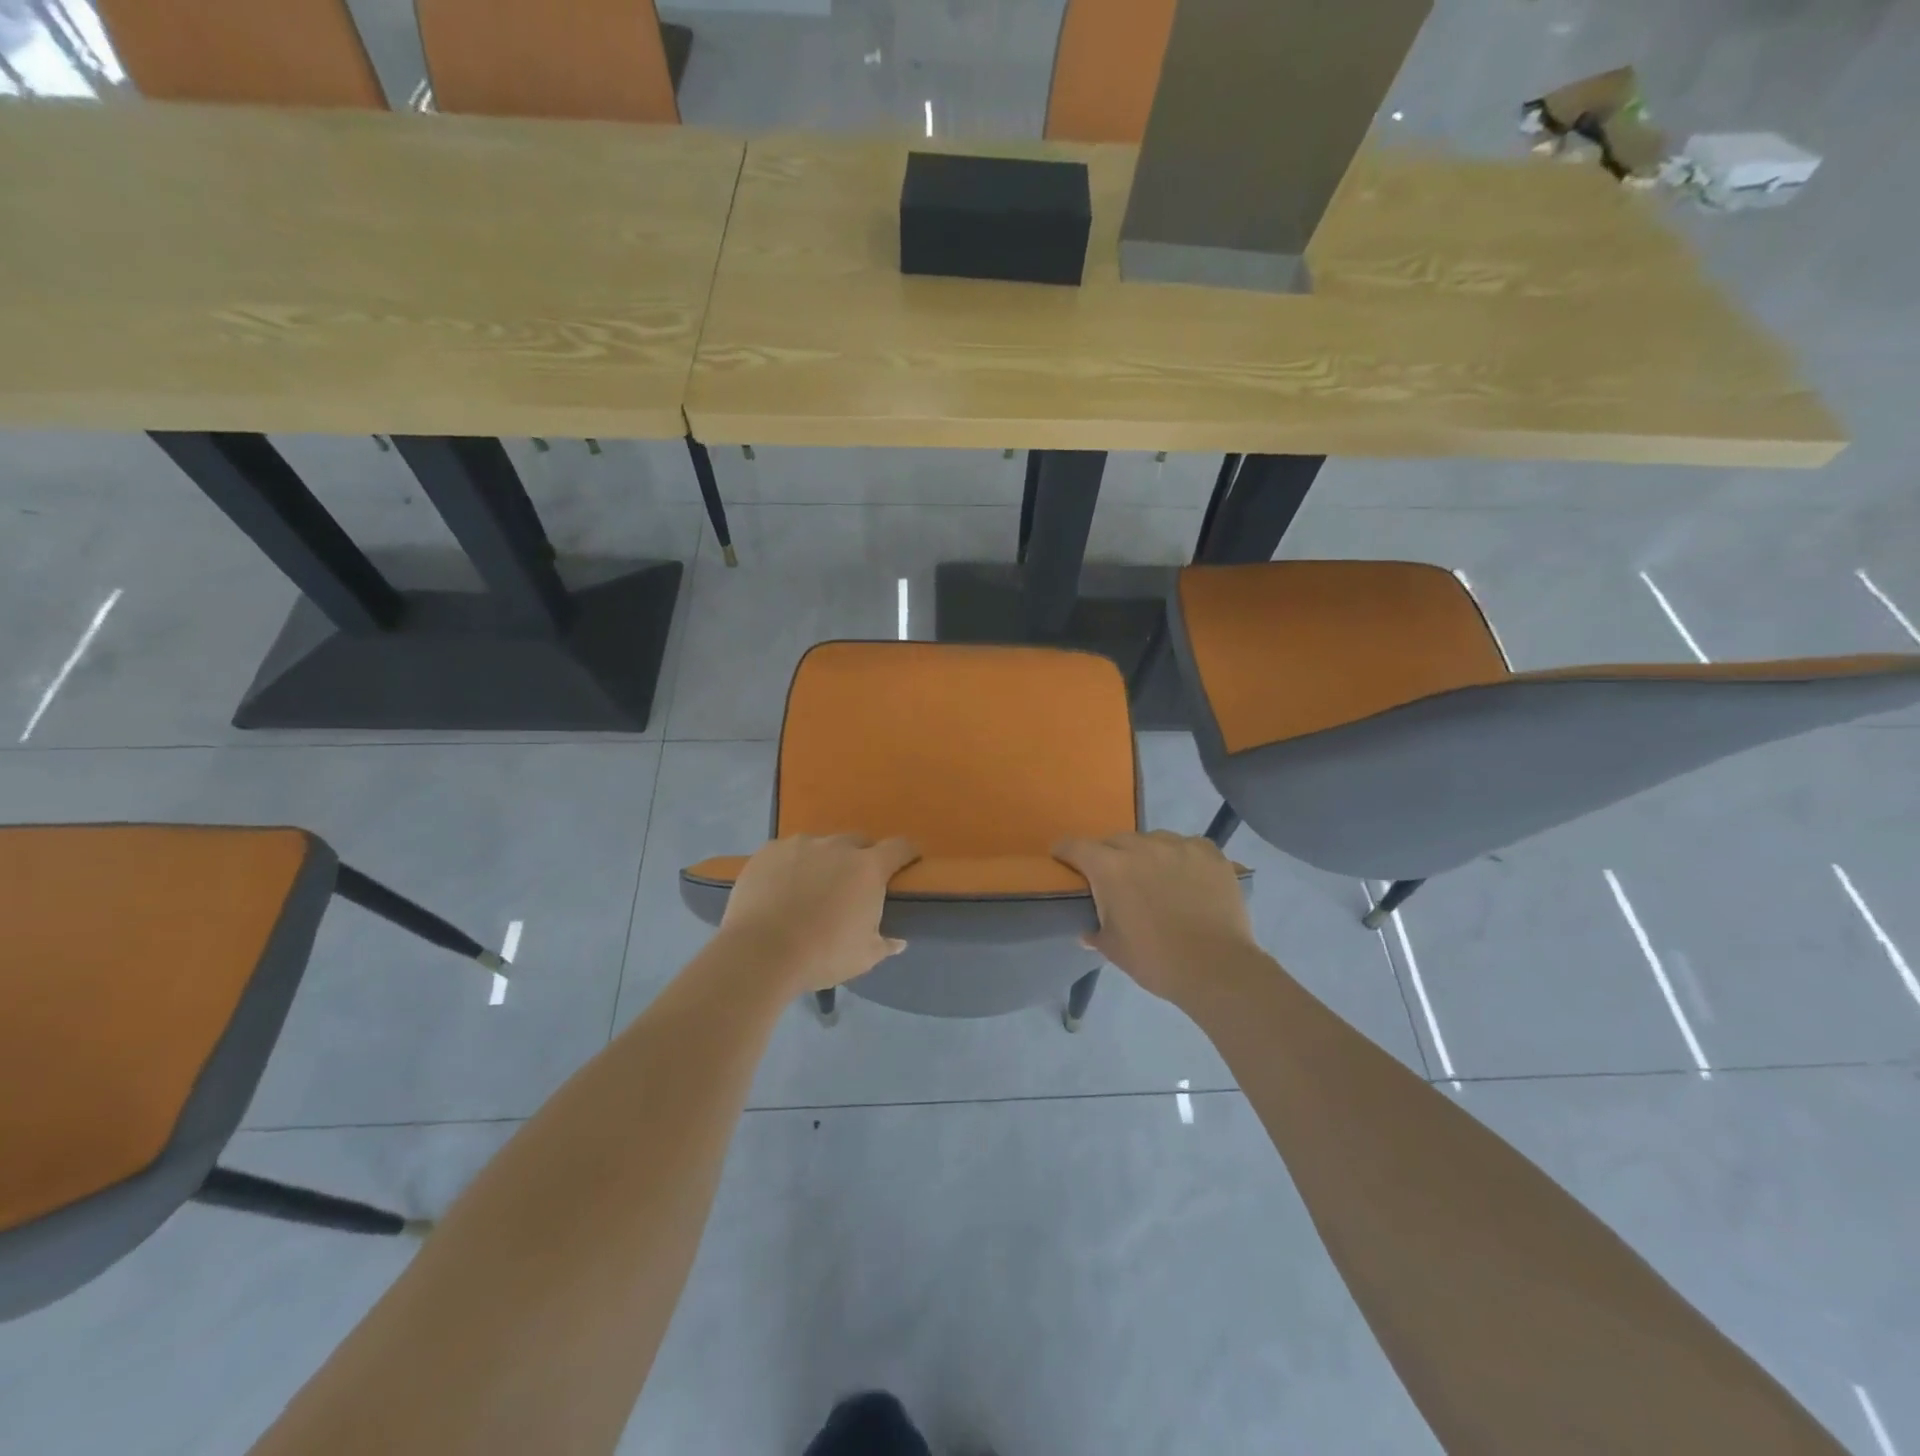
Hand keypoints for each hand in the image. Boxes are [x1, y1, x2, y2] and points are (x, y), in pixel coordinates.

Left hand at [718, 834, 919, 992]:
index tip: (907, 864)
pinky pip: (787, 852)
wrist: (760, 953)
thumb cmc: (822, 955)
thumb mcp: (863, 957)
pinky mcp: (768, 851)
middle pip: (859, 842)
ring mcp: (800, 845)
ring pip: (821, 846)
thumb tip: (898, 941)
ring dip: (824, 861)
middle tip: (852, 886)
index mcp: (868, 868)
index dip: (907, 854)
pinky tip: (780, 889)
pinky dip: (790, 865)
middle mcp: (837, 847)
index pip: (899, 847)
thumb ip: (884, 944)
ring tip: (811, 889)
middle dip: (861, 858)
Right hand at [1053, 831, 1257, 1005]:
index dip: (1065, 852)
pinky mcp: (1210, 853)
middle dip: (1109, 856)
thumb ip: (1095, 932)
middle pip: (1115, 840)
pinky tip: (1188, 877)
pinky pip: (1187, 846)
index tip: (1062, 859)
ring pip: (1152, 840)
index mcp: (1110, 867)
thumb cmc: (1156, 960)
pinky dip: (1181, 857)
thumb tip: (1087, 931)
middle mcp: (1142, 846)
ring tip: (1156, 878)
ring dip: (1146, 854)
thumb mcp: (1114, 949)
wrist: (1217, 968)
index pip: (1075, 846)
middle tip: (1115, 880)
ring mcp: (1179, 846)